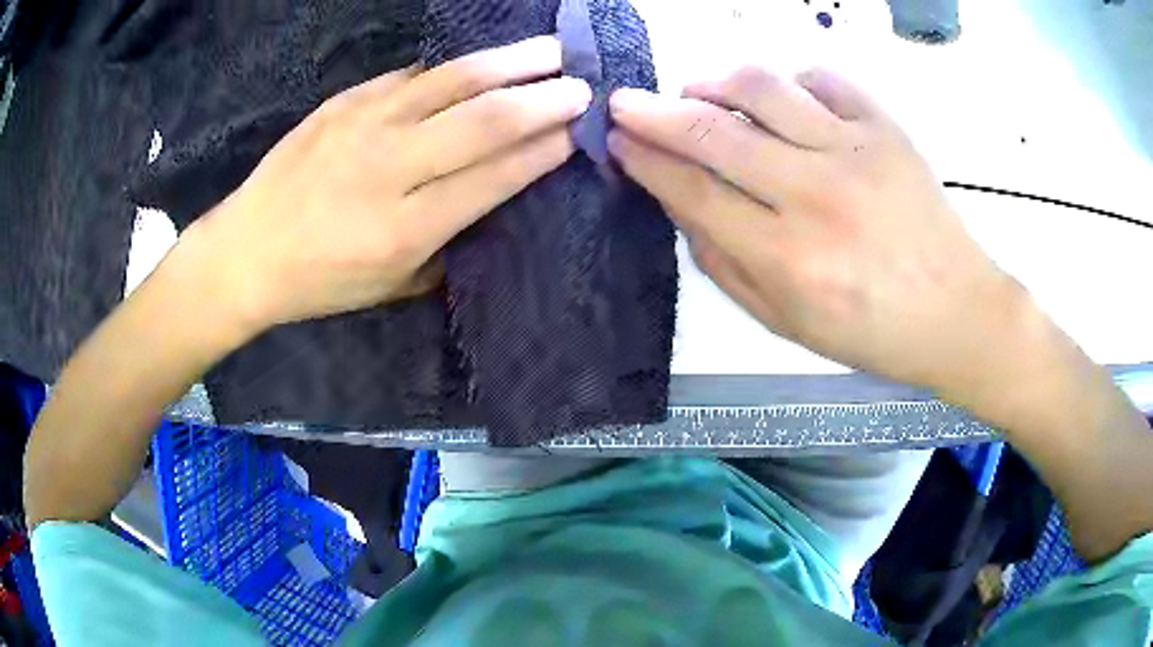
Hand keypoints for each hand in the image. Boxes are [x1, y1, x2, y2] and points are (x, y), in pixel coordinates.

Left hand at [174, 36, 590, 333]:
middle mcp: (389, 168)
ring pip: (453, 81)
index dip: (543, 150)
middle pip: (484, 120)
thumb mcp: (391, 287)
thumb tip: (491, 201)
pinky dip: (453, 68)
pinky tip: (480, 63)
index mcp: (405, 229)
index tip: (578, 134)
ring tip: (551, 51)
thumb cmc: (318, 282)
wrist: (245, 251)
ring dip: (510, 62)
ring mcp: (363, 125)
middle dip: (543, 100)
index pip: (494, 176)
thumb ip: (447, 246)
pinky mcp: (343, 102)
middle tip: (581, 86)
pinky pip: (411, 75)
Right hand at [608, 67, 1023, 395]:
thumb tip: (680, 205)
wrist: (956, 311)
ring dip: (712, 82)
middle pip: (714, 133)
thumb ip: (724, 266)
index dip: (644, 160)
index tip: (618, 140)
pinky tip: (783, 99)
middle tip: (625, 103)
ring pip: (762, 89)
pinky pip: (823, 79)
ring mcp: (855, 152)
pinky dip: (790, 80)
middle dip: (654, 112)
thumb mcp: (786, 323)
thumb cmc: (872, 331)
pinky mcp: (886, 128)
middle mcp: (816, 195)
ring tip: (695, 89)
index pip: (693, 191)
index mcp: (788, 258)